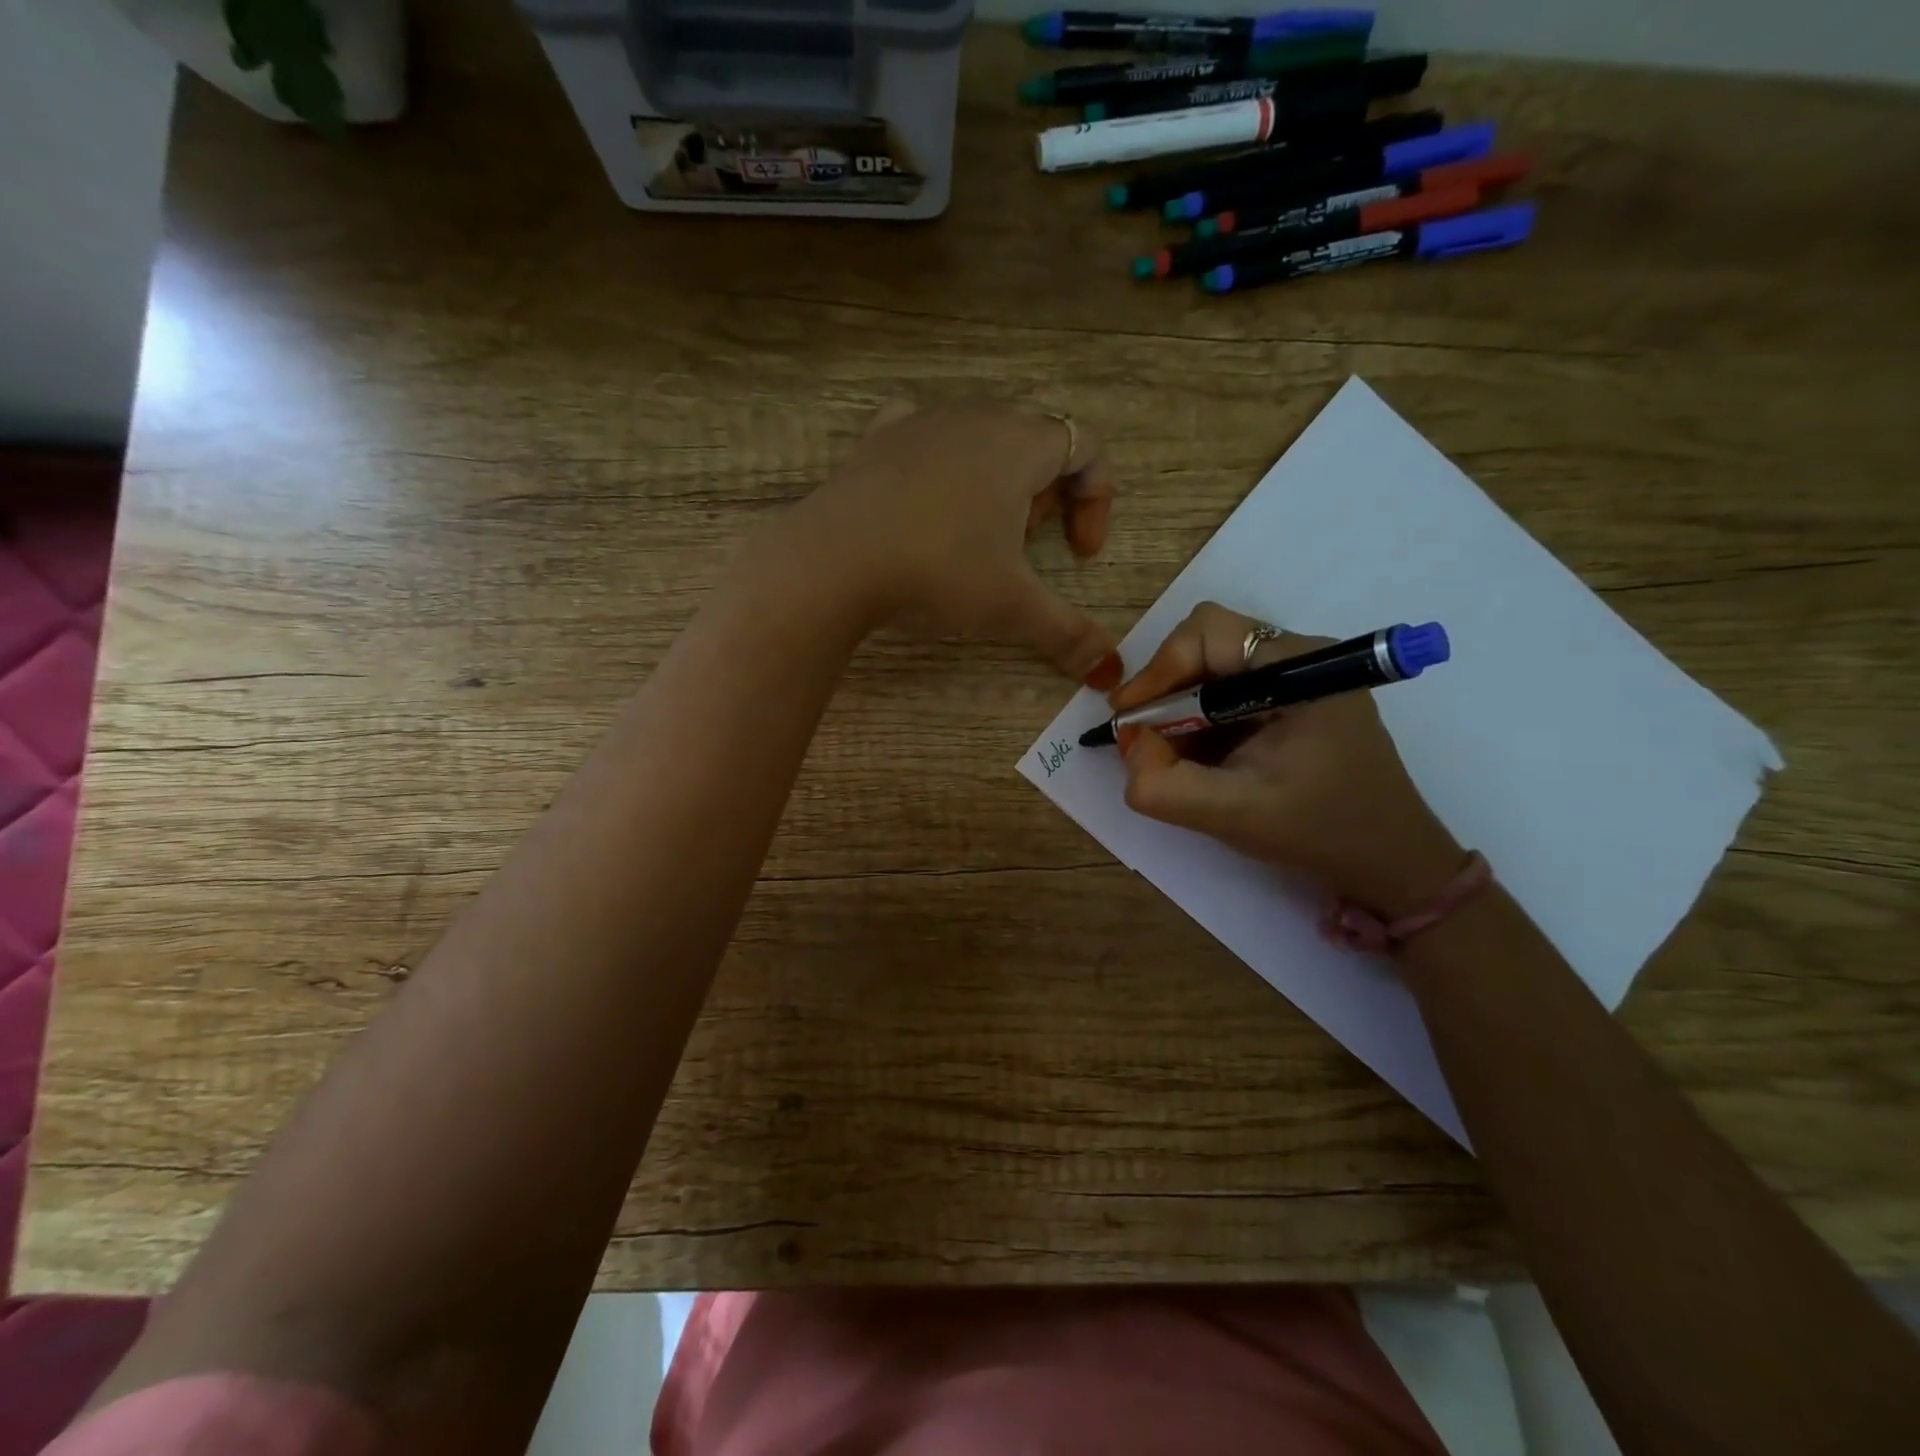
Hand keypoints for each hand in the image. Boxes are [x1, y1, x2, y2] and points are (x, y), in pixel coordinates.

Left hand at [794, 401, 1122, 686]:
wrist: (834, 558)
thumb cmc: (938, 570)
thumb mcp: (1011, 608)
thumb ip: (1067, 635)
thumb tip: (1110, 675)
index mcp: (1020, 444)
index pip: (1085, 448)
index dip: (1097, 501)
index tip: (1080, 556)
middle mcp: (976, 417)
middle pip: (1035, 442)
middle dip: (1046, 496)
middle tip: (1027, 546)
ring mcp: (921, 422)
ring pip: (981, 437)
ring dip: (996, 481)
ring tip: (977, 533)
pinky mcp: (876, 439)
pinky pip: (923, 432)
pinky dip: (939, 460)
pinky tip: (927, 494)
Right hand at [1114, 601, 1464, 916]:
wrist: (1392, 861)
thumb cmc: (1323, 832)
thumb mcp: (1235, 815)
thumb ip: (1166, 786)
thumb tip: (1128, 745)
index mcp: (1300, 667)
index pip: (1208, 632)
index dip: (1159, 668)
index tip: (1131, 718)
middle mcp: (1300, 658)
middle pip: (1206, 645)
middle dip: (1165, 691)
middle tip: (1143, 739)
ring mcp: (1299, 679)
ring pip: (1213, 671)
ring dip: (1178, 709)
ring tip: (1169, 756)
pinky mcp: (1294, 702)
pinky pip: (1228, 693)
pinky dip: (1199, 722)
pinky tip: (1198, 759)